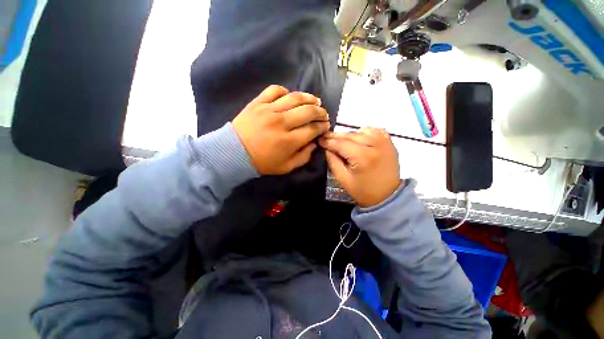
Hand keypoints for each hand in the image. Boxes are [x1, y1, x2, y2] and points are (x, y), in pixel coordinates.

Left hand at [232, 85, 329, 174]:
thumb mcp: (287, 167)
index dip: (323, 127)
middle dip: (320, 112)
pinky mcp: (258, 103)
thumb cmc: (263, 163)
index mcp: (289, 141)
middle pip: (308, 111)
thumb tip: (314, 143)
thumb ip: (304, 156)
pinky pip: (275, 90)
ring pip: (295, 97)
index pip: (313, 129)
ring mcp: (269, 110)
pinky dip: (285, 91)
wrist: (234, 153)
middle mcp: (281, 123)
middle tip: (323, 114)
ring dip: (309, 98)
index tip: (325, 126)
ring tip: (315, 100)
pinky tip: (290, 96)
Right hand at [319, 128, 401, 207]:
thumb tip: (326, 148)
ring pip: (361, 131)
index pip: (341, 144)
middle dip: (336, 136)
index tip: (319, 140)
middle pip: (351, 135)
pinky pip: (374, 131)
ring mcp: (385, 142)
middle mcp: (375, 145)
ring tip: (341, 140)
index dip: (328, 141)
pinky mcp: (390, 142)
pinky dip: (364, 132)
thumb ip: (332, 161)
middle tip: (325, 137)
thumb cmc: (363, 191)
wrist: (388, 197)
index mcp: (363, 157)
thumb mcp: (343, 179)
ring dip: (349, 134)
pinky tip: (358, 138)